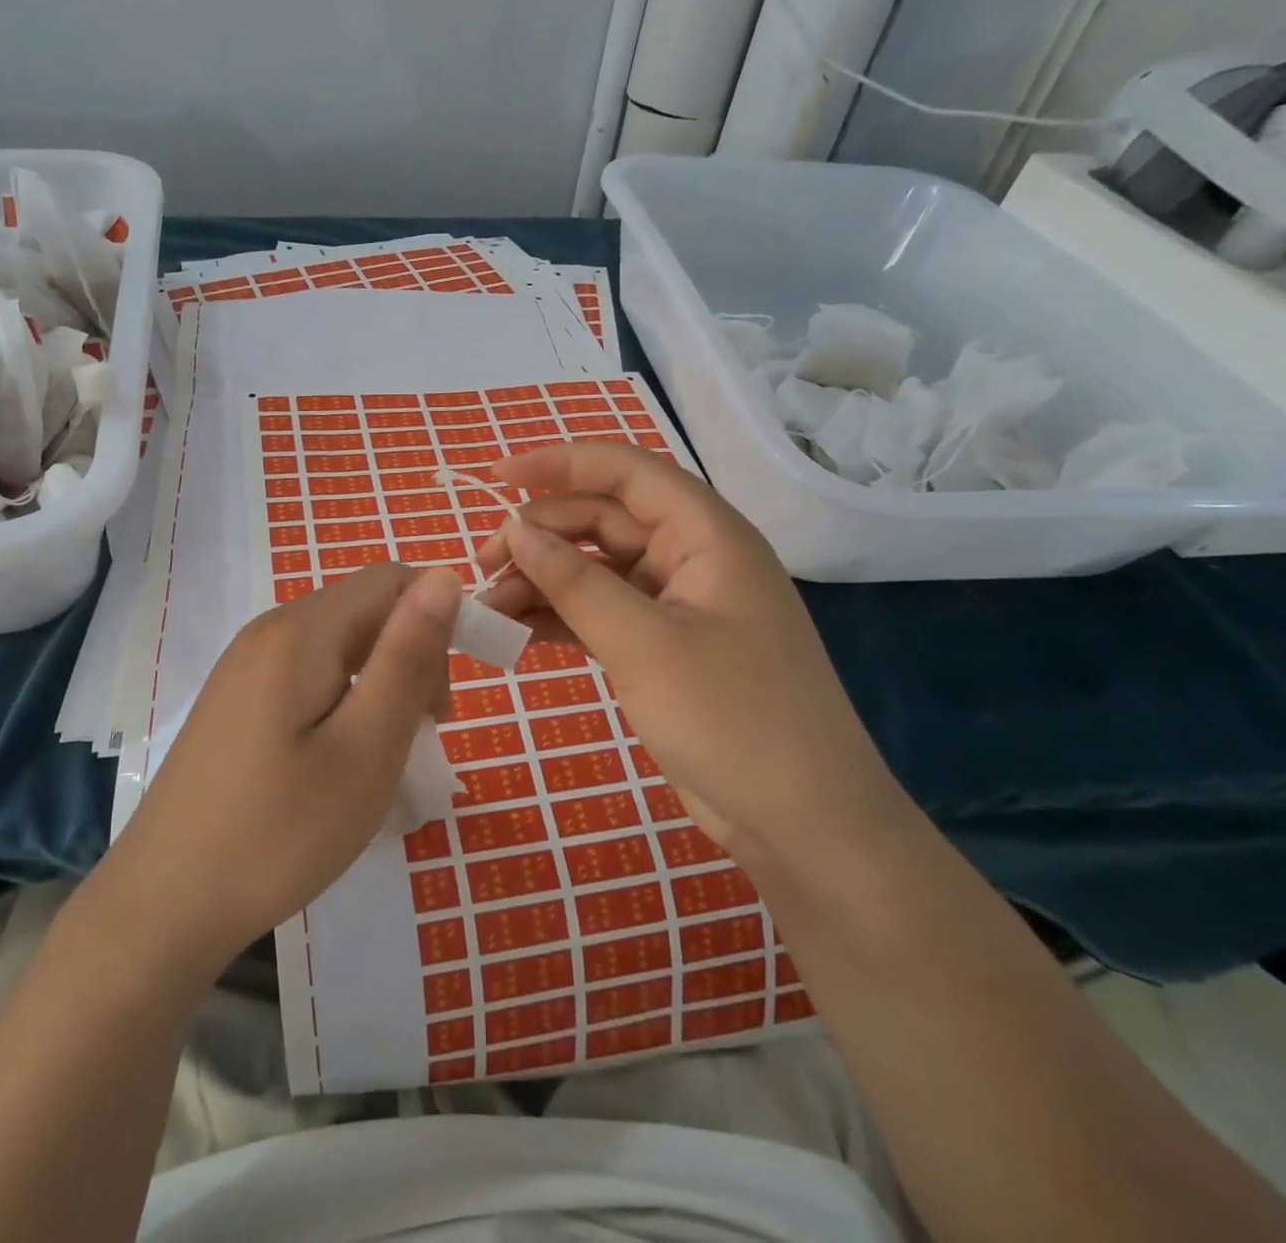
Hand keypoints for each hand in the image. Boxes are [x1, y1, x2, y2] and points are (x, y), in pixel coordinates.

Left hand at [109, 563, 460, 968]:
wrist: (163, 906)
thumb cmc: (278, 832)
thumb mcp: (365, 748)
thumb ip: (407, 657)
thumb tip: (445, 576)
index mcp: (301, 631)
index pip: (391, 580)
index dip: (440, 616)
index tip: (453, 692)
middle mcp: (269, 631)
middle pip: (364, 610)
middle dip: (411, 656)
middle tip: (424, 734)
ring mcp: (245, 666)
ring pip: (340, 645)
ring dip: (381, 682)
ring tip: (386, 753)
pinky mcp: (236, 700)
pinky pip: (309, 674)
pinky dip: (345, 700)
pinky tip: (339, 759)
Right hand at [475, 443, 899, 847]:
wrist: (802, 822)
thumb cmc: (732, 718)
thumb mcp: (643, 643)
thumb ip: (574, 581)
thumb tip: (516, 528)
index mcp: (706, 535)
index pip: (626, 472)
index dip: (559, 463)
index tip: (496, 477)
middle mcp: (692, 558)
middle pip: (603, 520)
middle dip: (541, 534)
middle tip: (482, 564)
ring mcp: (679, 605)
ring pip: (597, 569)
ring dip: (543, 579)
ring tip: (489, 605)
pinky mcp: (665, 647)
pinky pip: (603, 612)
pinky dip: (561, 616)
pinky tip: (518, 629)